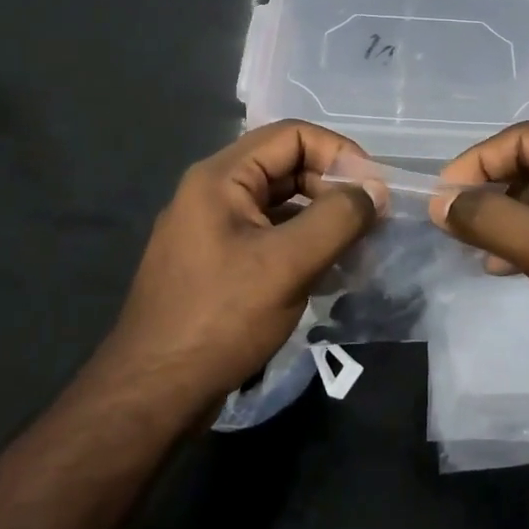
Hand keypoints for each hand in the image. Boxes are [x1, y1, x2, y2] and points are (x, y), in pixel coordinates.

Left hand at [98, 121, 384, 413]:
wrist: (152, 394)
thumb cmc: (220, 318)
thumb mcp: (287, 264)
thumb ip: (338, 219)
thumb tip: (375, 191)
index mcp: (221, 177)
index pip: (291, 135)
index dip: (338, 153)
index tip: (373, 189)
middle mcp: (213, 192)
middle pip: (286, 166)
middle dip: (333, 187)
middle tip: (371, 221)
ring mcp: (212, 229)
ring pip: (280, 204)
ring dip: (322, 218)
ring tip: (358, 248)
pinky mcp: (217, 262)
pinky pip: (269, 235)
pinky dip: (303, 244)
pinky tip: (330, 271)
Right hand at [432, 123, 528, 389]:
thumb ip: (490, 219)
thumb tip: (440, 201)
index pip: (526, 138)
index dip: (479, 160)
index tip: (443, 194)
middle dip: (489, 188)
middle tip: (450, 218)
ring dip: (502, 216)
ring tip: (467, 244)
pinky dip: (522, 240)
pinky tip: (497, 266)